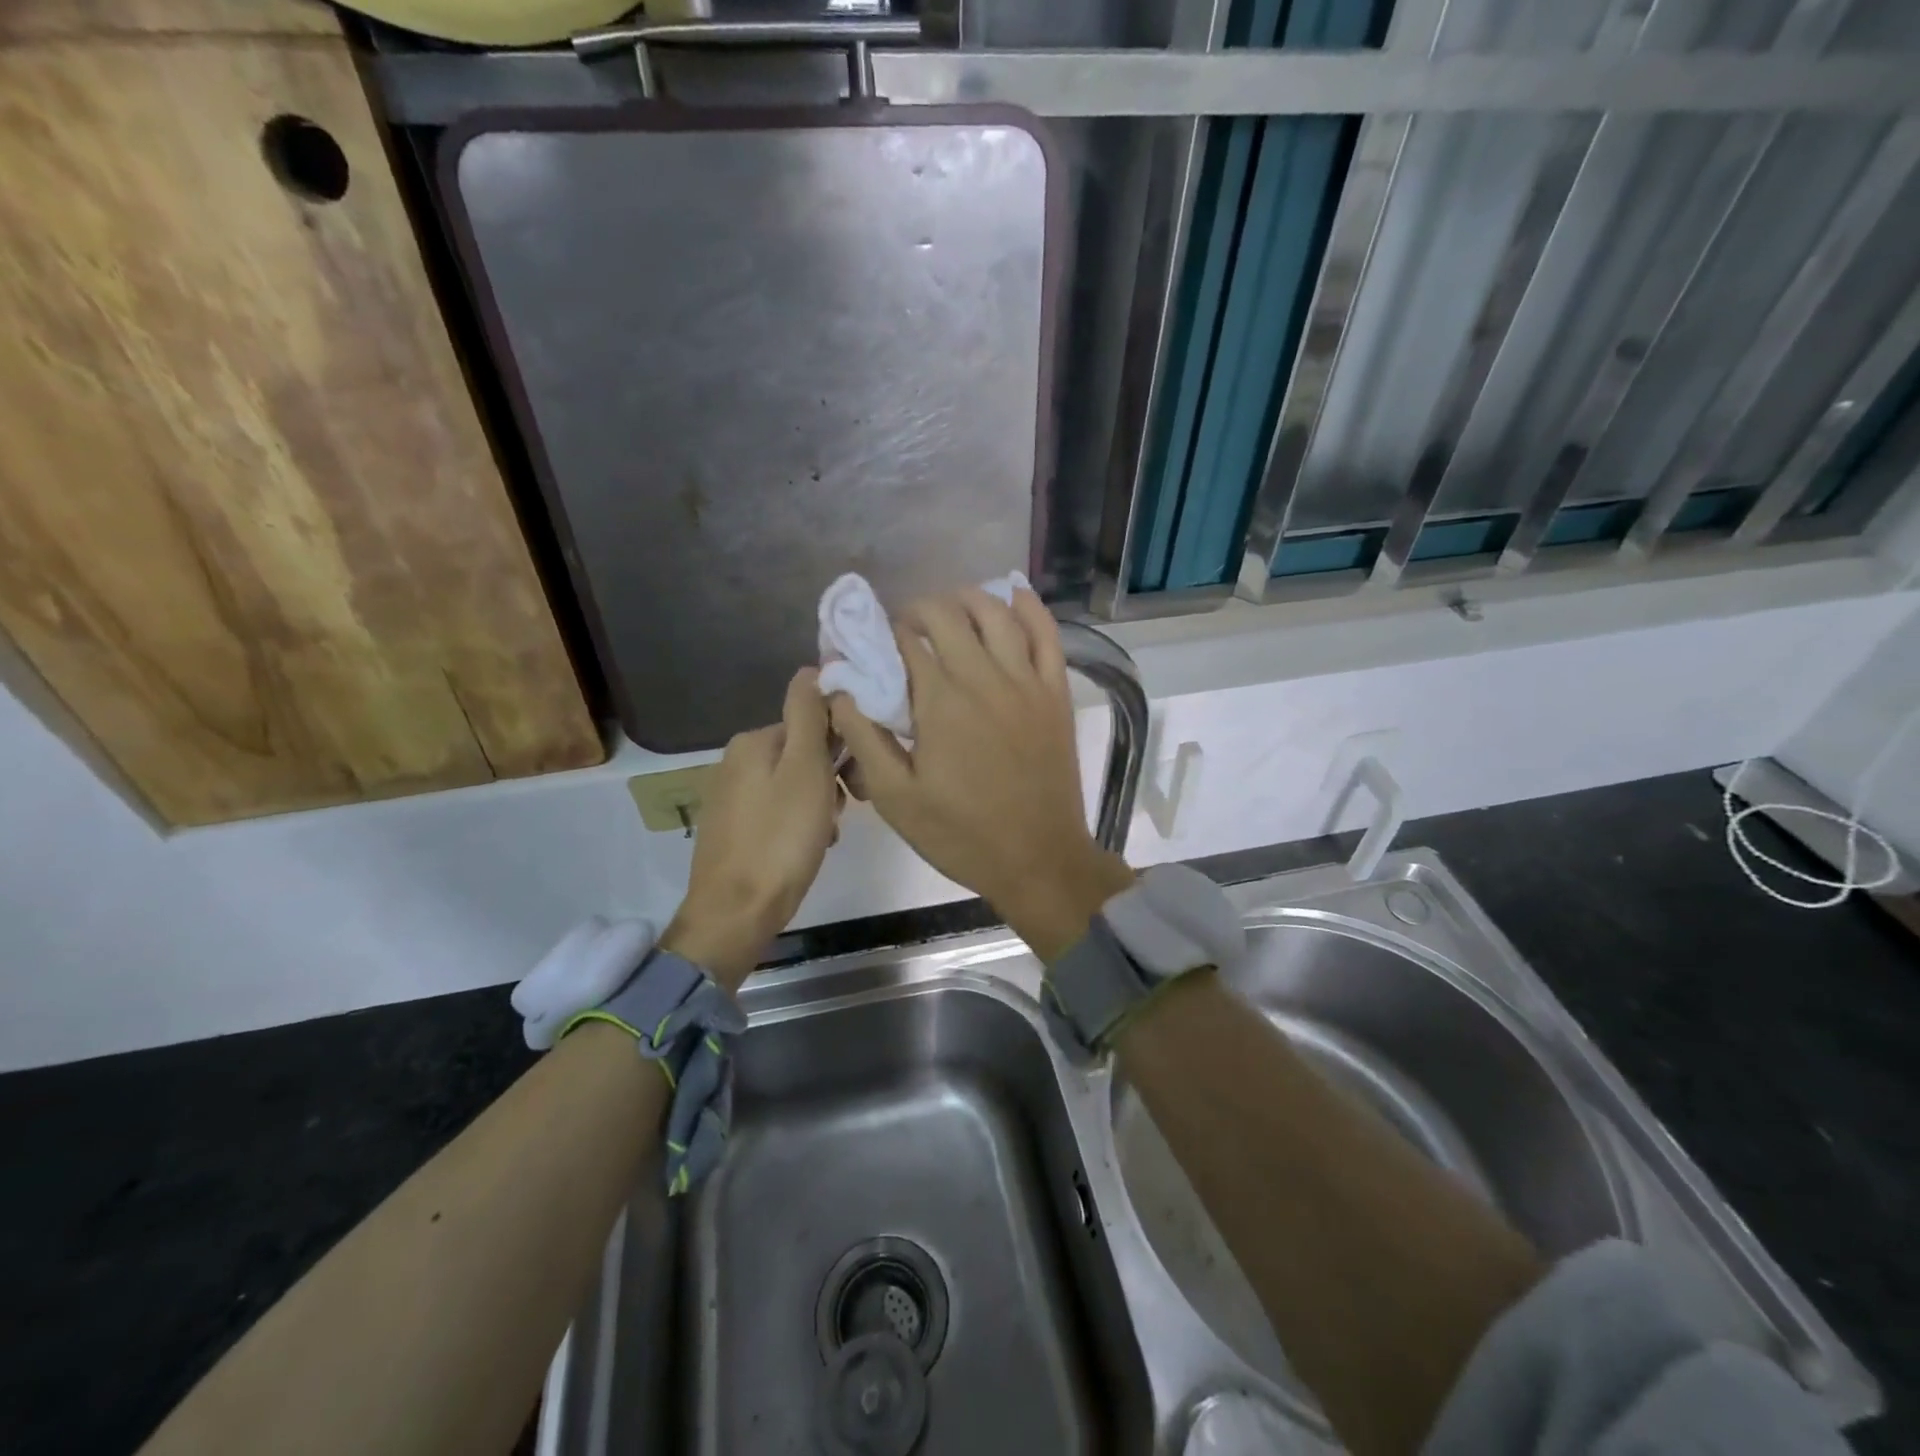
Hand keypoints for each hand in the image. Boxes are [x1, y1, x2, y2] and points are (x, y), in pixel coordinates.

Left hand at [662, 668, 840, 990]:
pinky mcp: (734, 830)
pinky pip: (779, 813)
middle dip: (830, 780)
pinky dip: (800, 826)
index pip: (810, 723)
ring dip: (819, 806)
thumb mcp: (806, 768)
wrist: (737, 912)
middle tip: (842, 811)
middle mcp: (735, 762)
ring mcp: (731, 798)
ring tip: (826, 835)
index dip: (839, 747)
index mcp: (752, 741)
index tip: (854, 778)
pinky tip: (809, 848)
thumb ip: (808, 714)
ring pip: (794, 787)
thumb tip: (811, 668)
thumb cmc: (781, 837)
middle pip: (802, 756)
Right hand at [829, 587, 1133, 962]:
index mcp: (941, 702)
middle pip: (948, 615)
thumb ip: (863, 737)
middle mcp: (984, 678)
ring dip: (967, 599)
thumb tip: (839, 689)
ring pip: (997, 613)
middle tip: (906, 628)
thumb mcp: (895, 798)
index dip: (885, 633)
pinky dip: (1029, 608)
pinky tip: (1013, 594)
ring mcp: (1026, 682)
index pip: (907, 641)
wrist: (1039, 860)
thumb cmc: (961, 835)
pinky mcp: (1055, 693)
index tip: (874, 643)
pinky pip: (1047, 635)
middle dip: (919, 611)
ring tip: (948, 607)